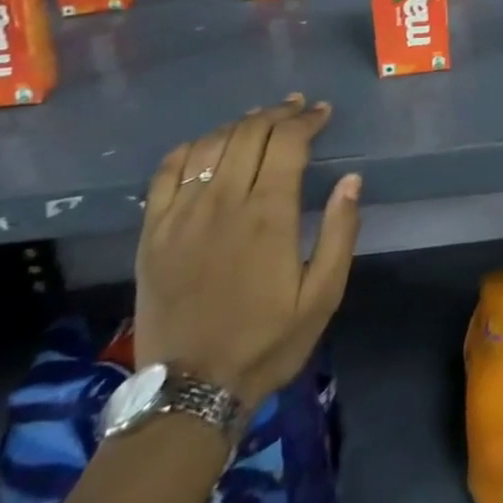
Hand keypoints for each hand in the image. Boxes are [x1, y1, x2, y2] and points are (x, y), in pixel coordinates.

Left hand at [134, 95, 360, 409]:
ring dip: (239, 124)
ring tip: (259, 120)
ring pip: (210, 144)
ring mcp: (181, 216)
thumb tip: (351, 179)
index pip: (287, 142)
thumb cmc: (267, 342)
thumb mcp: (323, 295)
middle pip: (249, 132)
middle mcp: (223, 203)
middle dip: (277, 113)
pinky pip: (166, 172)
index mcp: (268, 215)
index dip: (306, 119)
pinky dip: (190, 148)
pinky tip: (207, 146)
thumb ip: (340, 232)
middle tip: (296, 109)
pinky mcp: (152, 233)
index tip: (322, 112)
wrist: (189, 393)